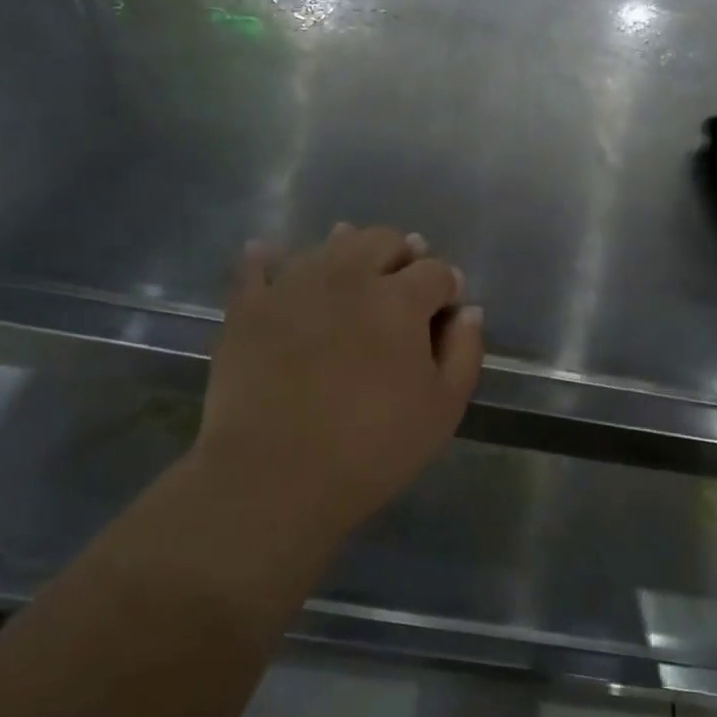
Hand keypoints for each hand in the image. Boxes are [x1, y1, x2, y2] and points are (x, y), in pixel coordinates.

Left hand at [193, 225, 483, 547]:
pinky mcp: (248, 306)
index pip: (436, 271)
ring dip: (349, 250)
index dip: (447, 286)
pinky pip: (257, 264)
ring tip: (352, 274)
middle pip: (384, 240)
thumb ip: (465, 351)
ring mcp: (294, 285)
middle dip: (403, 257)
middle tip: (402, 289)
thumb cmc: (372, 448)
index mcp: (400, 299)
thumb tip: (468, 310)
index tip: (445, 310)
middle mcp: (349, 276)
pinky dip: (269, 258)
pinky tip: (273, 259)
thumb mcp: (443, 409)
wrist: (274, 477)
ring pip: (329, 244)